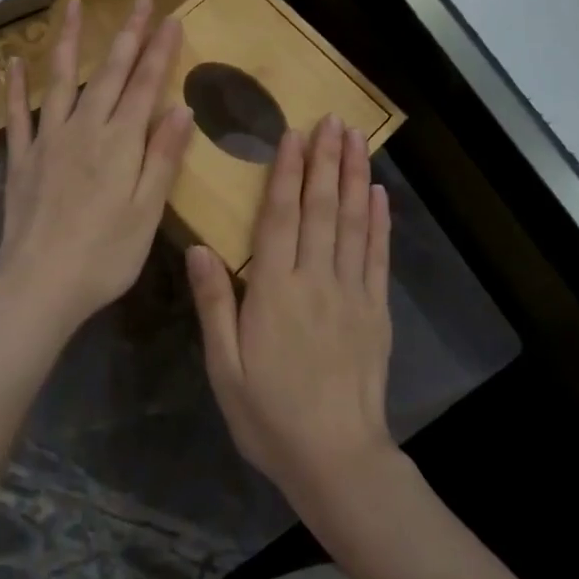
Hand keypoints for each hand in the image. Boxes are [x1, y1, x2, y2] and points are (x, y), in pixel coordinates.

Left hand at [0, 0, 194, 344]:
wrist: (39, 286)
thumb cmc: (104, 256)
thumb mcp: (147, 212)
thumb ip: (162, 158)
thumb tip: (181, 110)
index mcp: (119, 143)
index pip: (145, 85)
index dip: (159, 51)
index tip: (170, 18)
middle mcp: (84, 130)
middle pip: (109, 72)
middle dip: (127, 34)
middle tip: (139, 0)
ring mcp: (48, 140)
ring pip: (61, 79)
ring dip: (69, 40)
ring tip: (74, 5)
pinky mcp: (21, 159)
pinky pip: (19, 114)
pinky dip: (16, 86)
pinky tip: (14, 62)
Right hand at [187, 114, 395, 509]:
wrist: (337, 459)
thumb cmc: (270, 415)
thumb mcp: (224, 367)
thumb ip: (214, 304)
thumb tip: (199, 248)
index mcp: (274, 291)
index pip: (280, 217)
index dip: (287, 172)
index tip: (294, 134)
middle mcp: (315, 280)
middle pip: (321, 208)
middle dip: (326, 160)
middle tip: (333, 119)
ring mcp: (351, 293)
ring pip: (353, 222)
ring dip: (354, 177)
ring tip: (357, 140)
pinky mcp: (376, 310)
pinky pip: (377, 255)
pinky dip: (380, 221)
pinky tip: (379, 193)